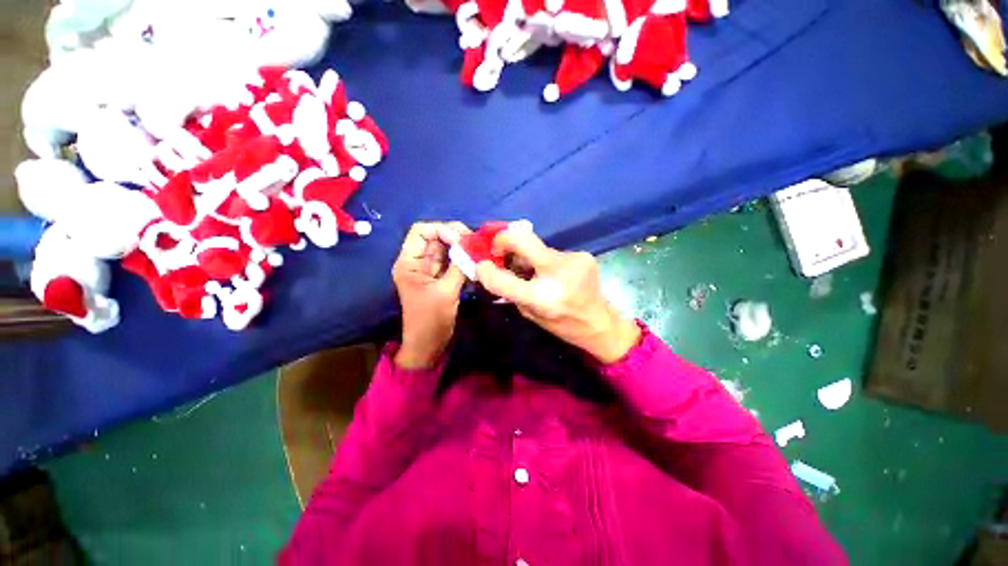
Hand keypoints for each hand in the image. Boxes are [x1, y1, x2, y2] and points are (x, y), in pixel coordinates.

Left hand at [392, 222, 469, 368]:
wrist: (428, 345)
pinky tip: (475, 262)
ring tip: (478, 252)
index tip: (461, 240)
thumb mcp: (446, 292)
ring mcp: (430, 269)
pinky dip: (463, 259)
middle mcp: (417, 261)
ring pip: (446, 248)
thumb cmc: (431, 321)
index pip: (421, 231)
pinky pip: (452, 261)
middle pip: (436, 236)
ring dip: (462, 248)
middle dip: (456, 236)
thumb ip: (458, 266)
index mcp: (409, 262)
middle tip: (475, 244)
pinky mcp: (440, 277)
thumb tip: (471, 246)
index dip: (442, 229)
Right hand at [474, 222, 640, 363]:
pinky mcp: (583, 255)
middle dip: (503, 240)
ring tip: (530, 270)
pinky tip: (550, 272)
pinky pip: (551, 252)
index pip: (503, 279)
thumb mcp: (529, 313)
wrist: (600, 323)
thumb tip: (493, 267)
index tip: (481, 265)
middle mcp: (559, 274)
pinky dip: (543, 259)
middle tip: (498, 250)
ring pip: (537, 247)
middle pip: (522, 239)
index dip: (486, 270)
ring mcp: (573, 260)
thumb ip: (511, 290)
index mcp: (542, 298)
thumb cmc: (561, 325)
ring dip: (527, 255)